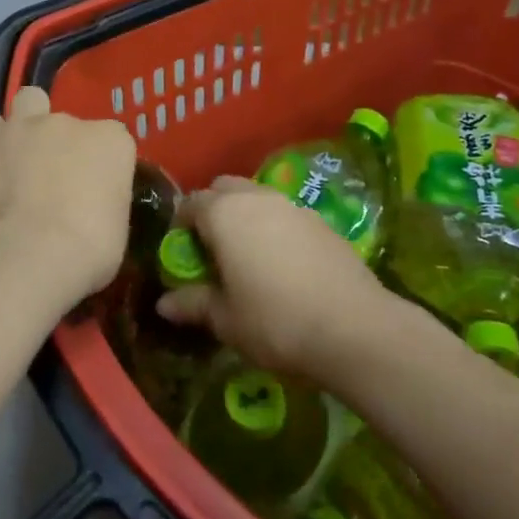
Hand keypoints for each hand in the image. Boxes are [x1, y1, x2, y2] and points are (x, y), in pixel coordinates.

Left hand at [0, 87, 135, 314]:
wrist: (33, 253)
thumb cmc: (90, 248)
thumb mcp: (117, 228)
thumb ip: (105, 201)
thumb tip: (91, 206)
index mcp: (113, 141)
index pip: (113, 140)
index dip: (103, 163)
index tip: (96, 189)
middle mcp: (71, 122)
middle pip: (70, 122)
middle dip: (64, 142)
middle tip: (56, 176)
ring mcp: (27, 127)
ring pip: (29, 101)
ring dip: (27, 123)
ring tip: (21, 154)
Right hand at [156, 176, 394, 377]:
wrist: (354, 329)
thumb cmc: (274, 321)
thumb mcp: (225, 319)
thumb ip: (193, 304)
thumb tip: (164, 304)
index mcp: (224, 213)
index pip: (189, 204)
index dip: (180, 227)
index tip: (181, 255)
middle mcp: (257, 198)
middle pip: (224, 189)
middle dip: (213, 211)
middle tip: (213, 250)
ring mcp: (294, 206)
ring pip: (258, 199)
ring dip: (247, 218)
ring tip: (248, 258)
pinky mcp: (323, 222)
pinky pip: (286, 216)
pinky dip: (276, 230)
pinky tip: (284, 266)